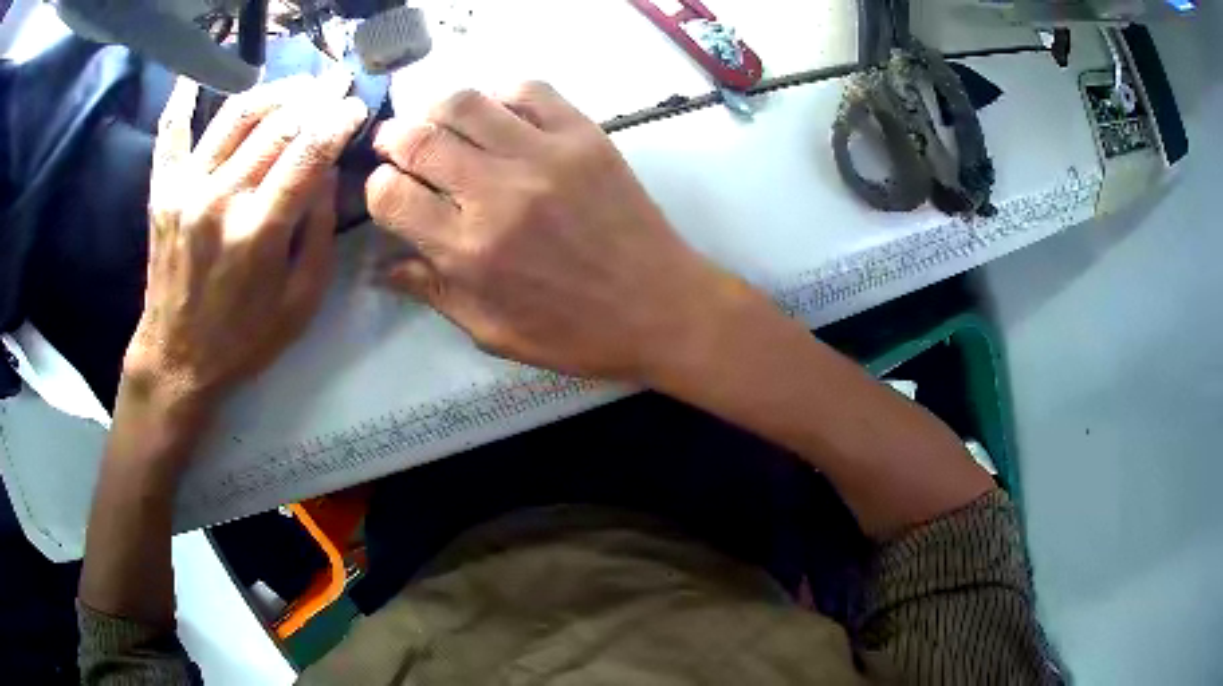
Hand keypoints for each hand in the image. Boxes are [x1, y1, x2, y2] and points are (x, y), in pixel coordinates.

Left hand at [125, 74, 367, 417]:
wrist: (176, 359)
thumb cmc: (243, 339)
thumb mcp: (300, 301)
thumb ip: (320, 232)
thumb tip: (328, 172)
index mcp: (258, 232)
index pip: (309, 152)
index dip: (338, 119)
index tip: (356, 104)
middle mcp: (220, 199)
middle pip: (276, 124)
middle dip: (315, 96)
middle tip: (336, 83)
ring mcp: (186, 189)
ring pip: (235, 115)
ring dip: (273, 90)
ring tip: (296, 84)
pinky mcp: (163, 191)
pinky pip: (172, 133)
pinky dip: (183, 98)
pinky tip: (196, 73)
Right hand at [367, 82, 743, 380]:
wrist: (662, 308)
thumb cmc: (576, 333)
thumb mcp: (493, 331)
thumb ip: (432, 292)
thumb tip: (382, 266)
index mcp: (469, 251)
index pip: (389, 195)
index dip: (376, 188)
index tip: (387, 191)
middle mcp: (497, 193)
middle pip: (418, 139)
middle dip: (394, 140)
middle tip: (398, 147)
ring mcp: (544, 155)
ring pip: (465, 102)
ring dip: (437, 110)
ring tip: (440, 125)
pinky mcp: (584, 135)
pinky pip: (528, 91)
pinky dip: (500, 96)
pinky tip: (498, 118)